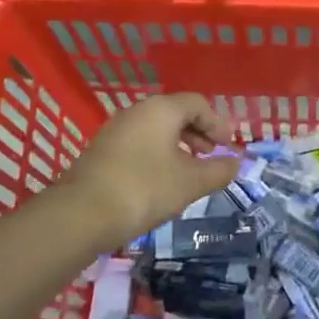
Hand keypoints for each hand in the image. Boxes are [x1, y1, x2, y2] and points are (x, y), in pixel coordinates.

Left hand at [60, 93, 236, 247]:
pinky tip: (163, 181)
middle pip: (176, 114)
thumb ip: (218, 171)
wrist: (82, 215)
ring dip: (178, 146)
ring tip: (190, 172)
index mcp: (161, 109)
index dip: (218, 123)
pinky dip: (158, 155)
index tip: (229, 146)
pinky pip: (140, 144)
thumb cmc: (145, 189)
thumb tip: (235, 164)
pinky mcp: (103, 152)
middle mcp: (137, 112)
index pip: (197, 104)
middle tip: (212, 156)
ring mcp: (116, 131)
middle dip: (199, 133)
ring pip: (156, 130)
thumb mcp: (191, 182)